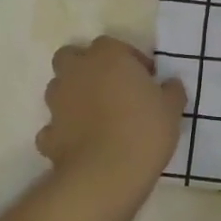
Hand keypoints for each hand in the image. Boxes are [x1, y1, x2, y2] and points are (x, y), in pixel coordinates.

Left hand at [39, 36, 184, 193]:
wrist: (106, 175)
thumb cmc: (144, 130)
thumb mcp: (172, 107)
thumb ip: (171, 90)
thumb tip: (169, 85)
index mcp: (107, 56)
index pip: (111, 45)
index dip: (128, 60)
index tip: (144, 80)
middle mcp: (76, 72)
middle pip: (71, 57)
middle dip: (86, 67)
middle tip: (110, 88)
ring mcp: (57, 104)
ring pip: (59, 89)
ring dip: (73, 97)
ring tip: (96, 117)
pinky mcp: (48, 135)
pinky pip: (54, 127)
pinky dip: (64, 131)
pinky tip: (82, 144)